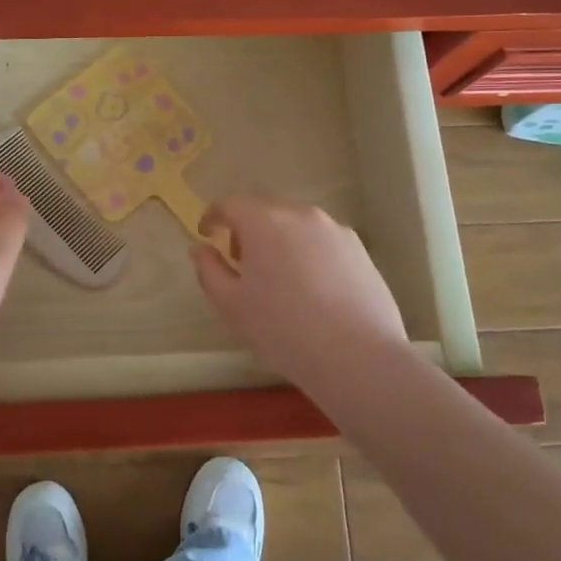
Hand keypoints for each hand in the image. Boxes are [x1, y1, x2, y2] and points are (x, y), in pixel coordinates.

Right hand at [191, 196, 408, 388]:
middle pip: (264, 209)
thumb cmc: (282, 329)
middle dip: (247, 227)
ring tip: (279, 276)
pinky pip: (322, 240)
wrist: (357, 356)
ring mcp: (334, 229)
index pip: (229, 204)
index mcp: (263, 221)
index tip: (207, 235)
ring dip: (280, 239)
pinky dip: (308, 252)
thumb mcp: (230, 305)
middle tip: (241, 261)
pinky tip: (312, 287)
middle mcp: (299, 214)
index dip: (213, 217)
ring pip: (296, 223)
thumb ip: (208, 270)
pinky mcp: (359, 249)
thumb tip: (201, 248)